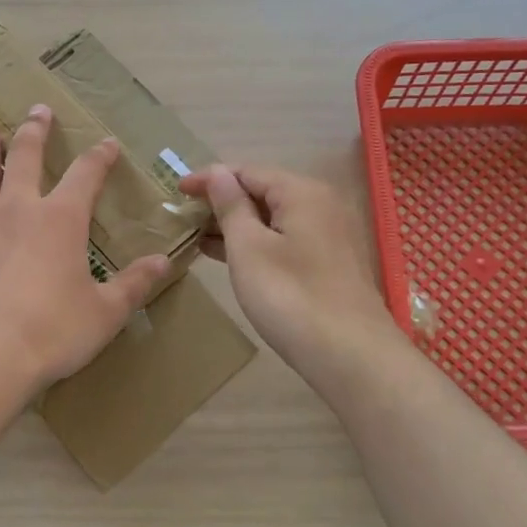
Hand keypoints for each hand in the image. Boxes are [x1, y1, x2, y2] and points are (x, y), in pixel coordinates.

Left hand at [0, 106, 172, 392]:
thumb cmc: (53, 332)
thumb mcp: (105, 312)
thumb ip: (134, 284)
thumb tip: (163, 262)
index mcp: (62, 220)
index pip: (86, 175)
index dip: (99, 156)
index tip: (107, 144)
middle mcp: (19, 210)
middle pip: (26, 159)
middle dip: (34, 132)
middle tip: (37, 110)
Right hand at [178, 163, 403, 382]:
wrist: (350, 356)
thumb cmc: (290, 296)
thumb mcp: (248, 248)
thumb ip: (231, 207)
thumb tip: (217, 173)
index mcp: (301, 192)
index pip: (246, 171)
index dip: (209, 179)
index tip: (176, 191)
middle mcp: (321, 204)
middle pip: (262, 191)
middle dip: (222, 202)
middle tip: (184, 217)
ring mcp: (329, 234)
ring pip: (273, 217)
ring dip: (236, 224)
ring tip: (198, 236)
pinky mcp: (329, 262)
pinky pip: (284, 238)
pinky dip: (255, 242)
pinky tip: (230, 256)